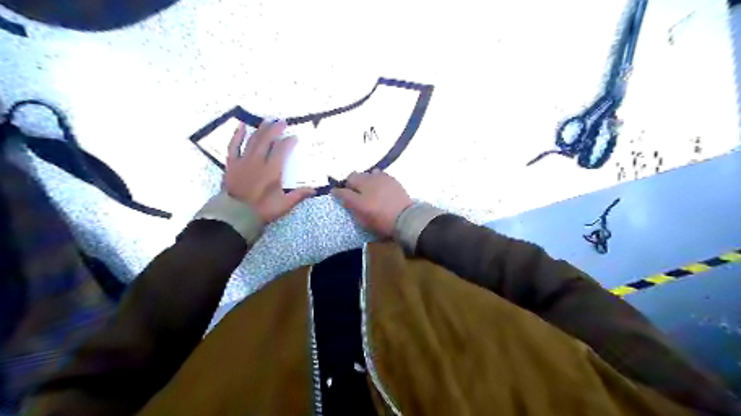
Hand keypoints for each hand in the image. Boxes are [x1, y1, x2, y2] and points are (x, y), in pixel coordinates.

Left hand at [226, 121, 318, 224]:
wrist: (236, 215)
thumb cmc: (262, 210)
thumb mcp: (284, 205)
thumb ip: (299, 195)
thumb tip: (314, 190)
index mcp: (272, 170)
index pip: (281, 150)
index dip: (288, 141)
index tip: (294, 137)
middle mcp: (258, 161)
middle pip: (267, 140)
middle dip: (275, 129)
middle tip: (282, 121)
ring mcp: (243, 161)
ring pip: (253, 140)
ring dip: (261, 129)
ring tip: (267, 120)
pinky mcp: (232, 164)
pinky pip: (233, 146)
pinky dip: (236, 135)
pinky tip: (240, 126)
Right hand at [332, 167, 414, 237]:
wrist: (406, 219)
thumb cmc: (380, 219)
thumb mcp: (360, 215)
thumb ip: (348, 201)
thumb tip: (337, 192)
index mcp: (361, 186)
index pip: (345, 184)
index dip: (340, 190)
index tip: (338, 195)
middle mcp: (371, 178)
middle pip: (356, 176)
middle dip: (352, 183)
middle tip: (354, 195)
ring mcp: (384, 178)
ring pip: (370, 175)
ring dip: (366, 180)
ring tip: (368, 191)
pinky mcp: (395, 182)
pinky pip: (382, 177)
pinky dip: (378, 181)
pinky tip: (380, 190)